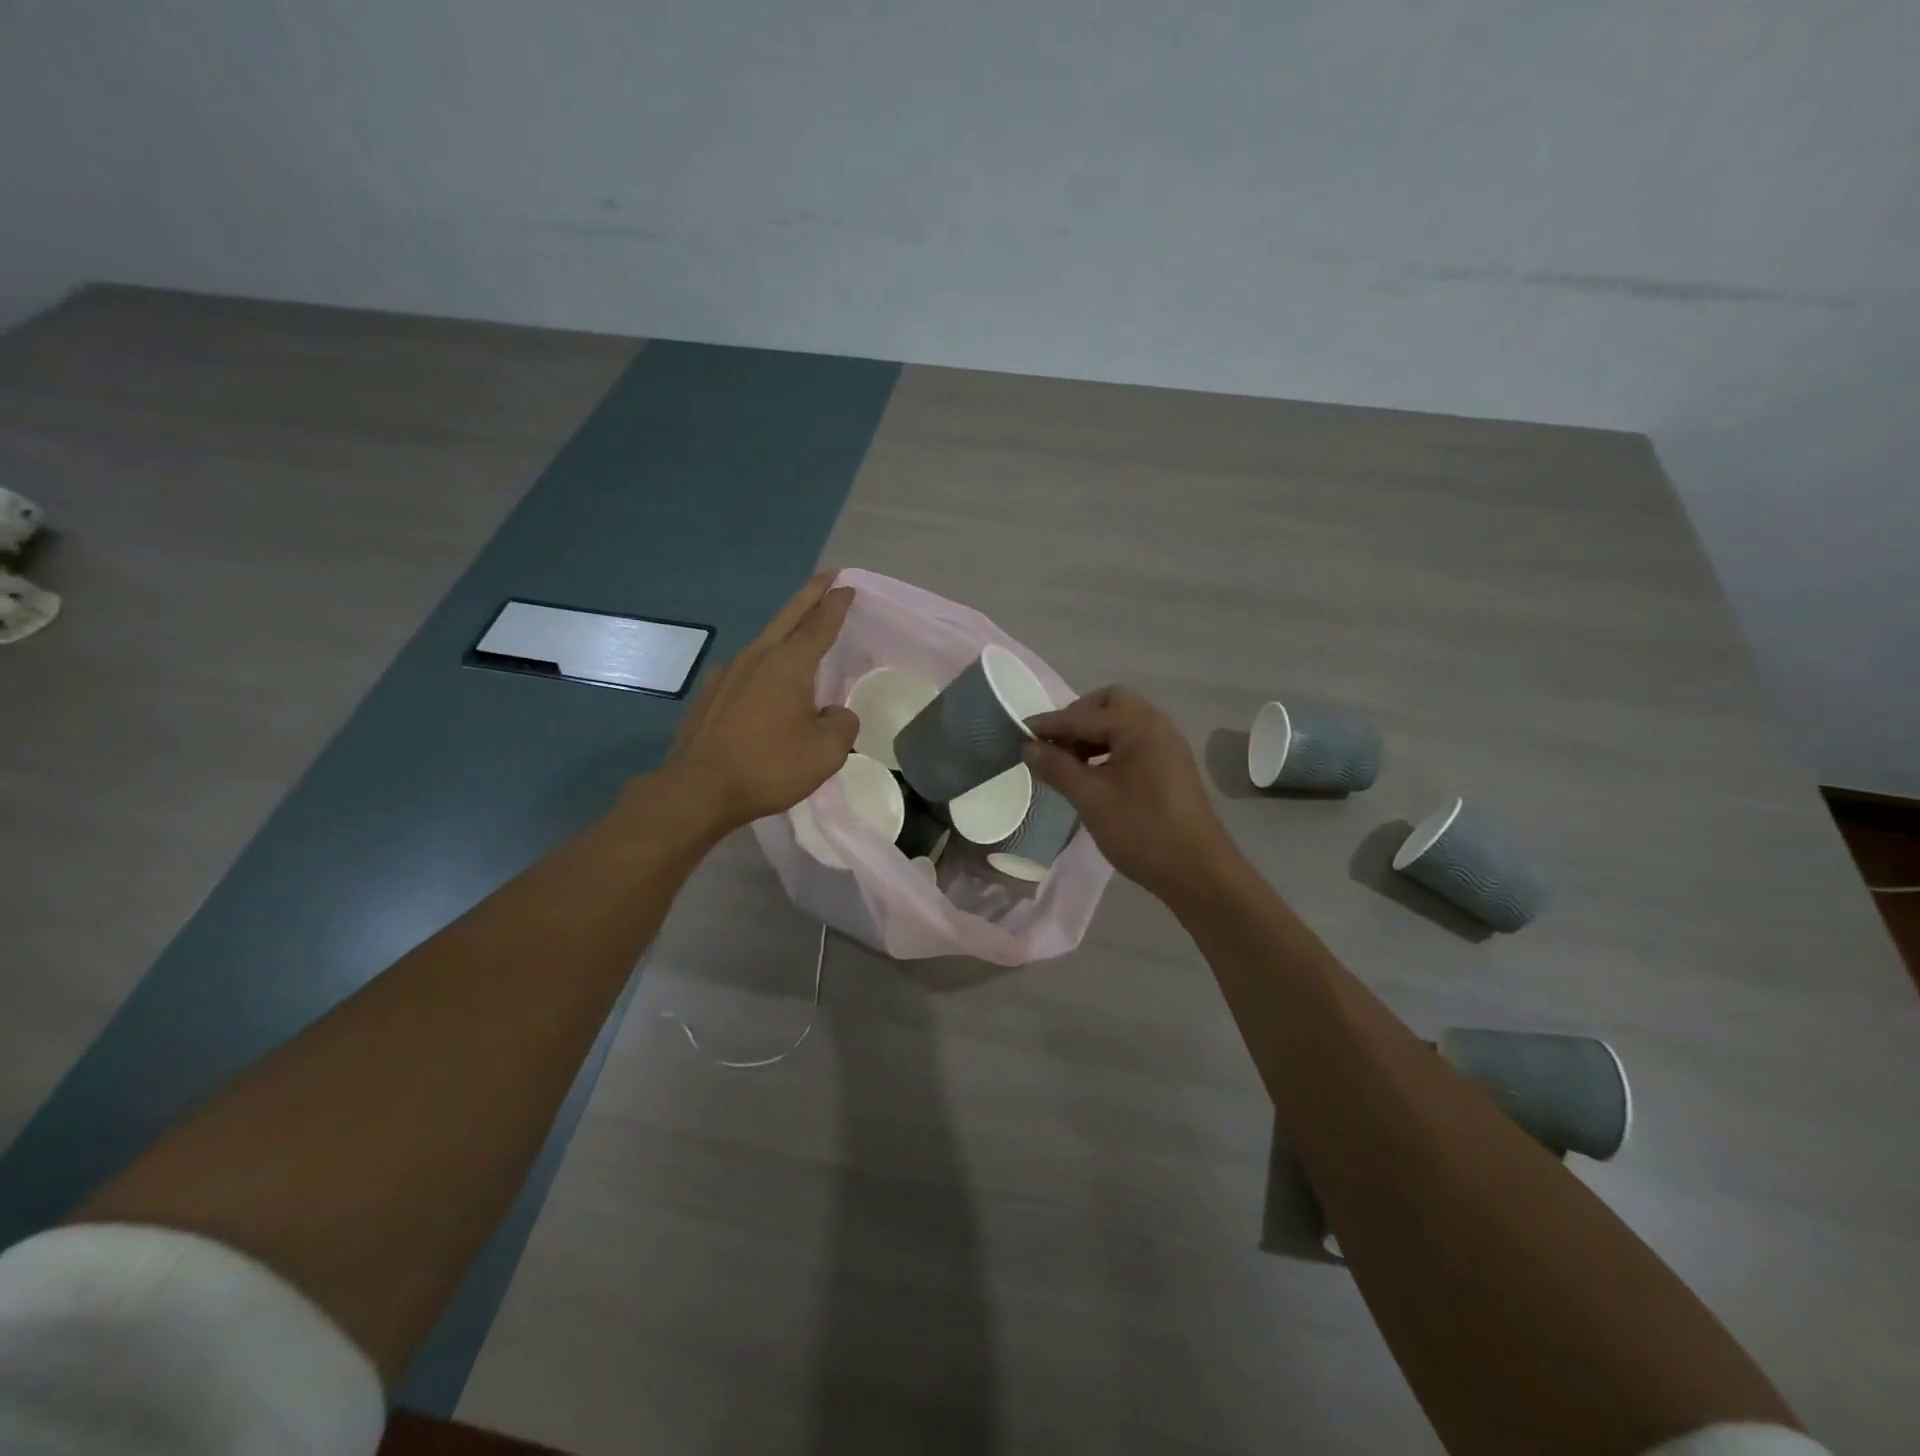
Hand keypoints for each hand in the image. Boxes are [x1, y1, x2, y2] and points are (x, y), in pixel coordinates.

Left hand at [661, 574, 858, 832]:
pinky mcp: (709, 694)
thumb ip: (842, 724)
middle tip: (827, 578)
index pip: (820, 624)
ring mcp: (727, 673)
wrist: (698, 789)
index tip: (847, 586)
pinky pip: (746, 669)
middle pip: (789, 617)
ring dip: (786, 630)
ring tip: (801, 632)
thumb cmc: (769, 766)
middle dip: (811, 595)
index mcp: (789, 664)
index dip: (836, 605)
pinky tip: (765, 682)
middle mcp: (757, 657)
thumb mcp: (826, 752)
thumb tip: (833, 713)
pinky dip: (764, 664)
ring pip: (765, 641)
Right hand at [1025, 685, 1242, 905]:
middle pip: (1109, 703)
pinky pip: (1134, 742)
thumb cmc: (1141, 831)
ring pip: (1122, 723)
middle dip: (1077, 718)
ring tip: (1068, 764)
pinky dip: (1109, 748)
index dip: (1048, 724)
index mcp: (1138, 725)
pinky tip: (1094, 775)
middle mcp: (1156, 725)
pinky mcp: (1171, 766)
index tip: (1019, 733)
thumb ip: (1057, 767)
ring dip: (1093, 734)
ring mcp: (1167, 746)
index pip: (1082, 715)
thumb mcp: (1090, 799)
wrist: (1199, 872)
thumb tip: (1028, 746)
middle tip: (1054, 746)